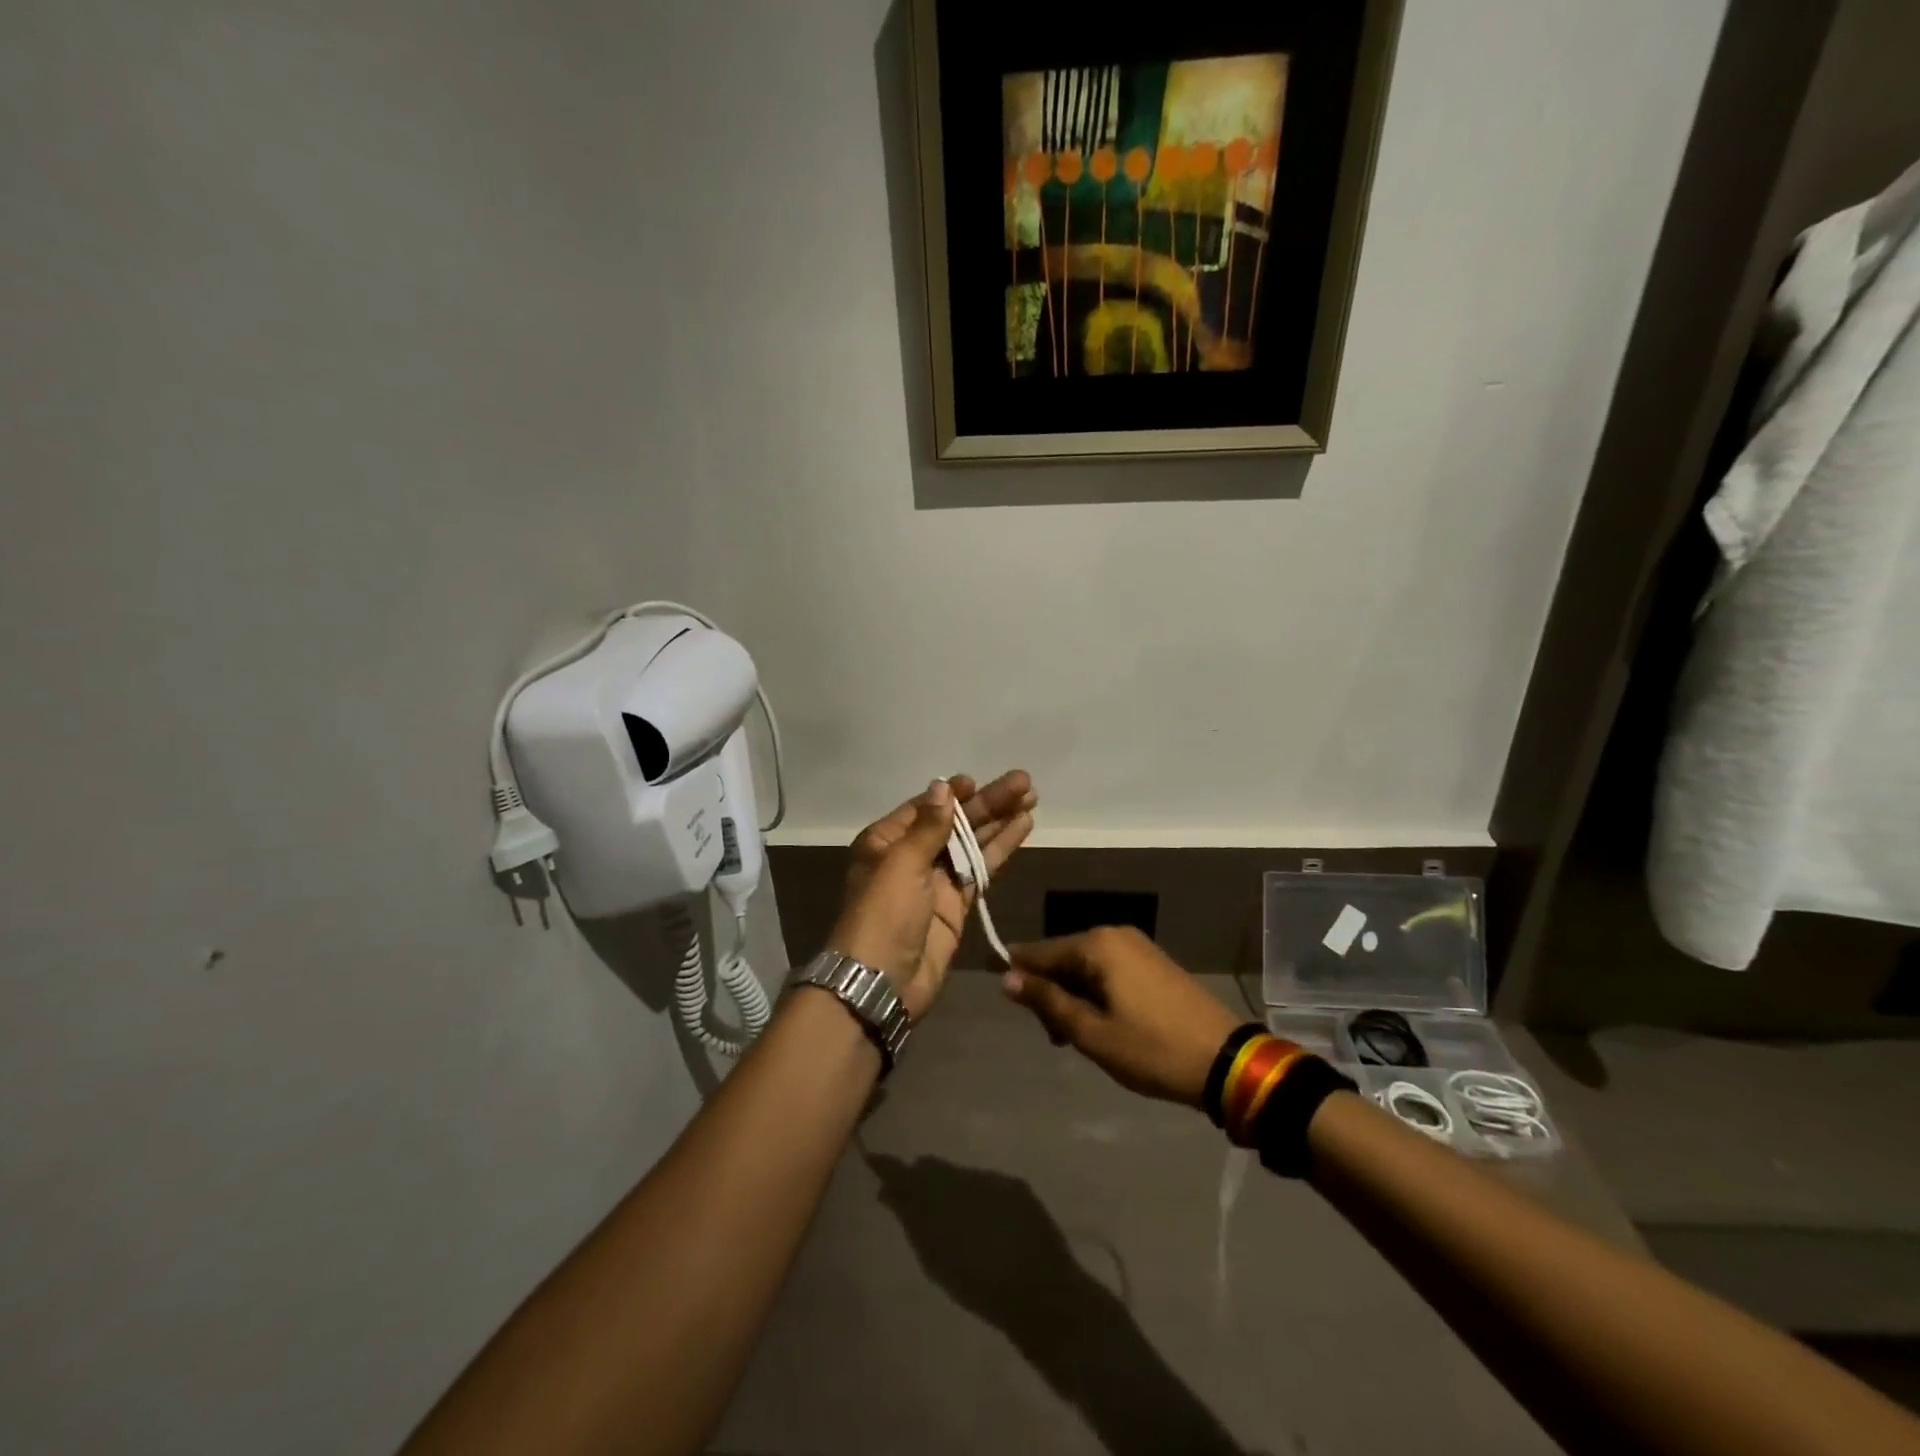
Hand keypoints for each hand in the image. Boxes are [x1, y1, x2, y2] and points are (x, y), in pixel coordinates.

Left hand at [828, 771, 1034, 1018]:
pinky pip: (981, 870)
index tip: (979, 782)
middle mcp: (911, 856)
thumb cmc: (884, 913)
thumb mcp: (902, 863)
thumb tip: (943, 787)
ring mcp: (936, 881)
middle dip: (988, 803)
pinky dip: (1001, 850)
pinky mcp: (956, 904)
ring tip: (1032, 798)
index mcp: (886, 840)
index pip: (926, 807)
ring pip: (972, 843)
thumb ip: (929, 827)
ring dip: (1000, 822)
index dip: (954, 794)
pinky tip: (1022, 829)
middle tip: (1025, 783)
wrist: (883, 982)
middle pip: (955, 822)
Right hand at [1001, 927, 1240, 1106]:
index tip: (1002, 996)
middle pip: (1064, 957)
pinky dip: (1096, 993)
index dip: (1018, 973)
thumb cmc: (1151, 1049)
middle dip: (1051, 992)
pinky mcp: (1153, 962)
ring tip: (1077, 1038)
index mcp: (1097, 945)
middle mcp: (1114, 934)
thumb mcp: (1091, 1032)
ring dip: (1073, 996)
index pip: (1040, 951)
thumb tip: (1007, 977)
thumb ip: (1047, 1001)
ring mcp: (1137, 946)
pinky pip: (1109, 970)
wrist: (1225, 1061)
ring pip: (1086, 966)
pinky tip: (1101, 1023)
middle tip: (1054, 1037)